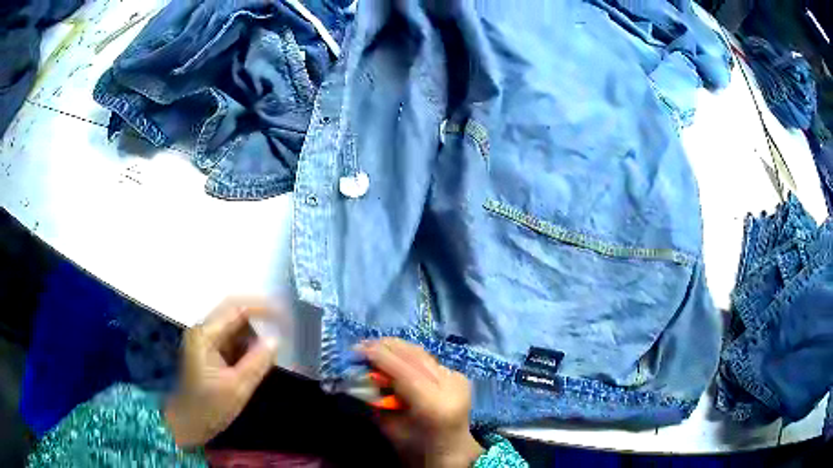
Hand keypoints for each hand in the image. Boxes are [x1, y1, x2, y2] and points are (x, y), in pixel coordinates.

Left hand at [164, 297, 278, 446]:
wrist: (187, 423)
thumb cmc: (209, 407)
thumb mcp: (237, 387)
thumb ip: (257, 362)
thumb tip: (276, 339)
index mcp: (205, 334)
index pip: (236, 308)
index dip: (262, 308)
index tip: (286, 315)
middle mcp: (203, 331)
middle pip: (234, 312)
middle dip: (260, 317)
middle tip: (286, 325)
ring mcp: (205, 341)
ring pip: (234, 326)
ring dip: (255, 332)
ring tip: (277, 340)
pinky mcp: (209, 352)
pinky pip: (232, 340)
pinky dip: (248, 344)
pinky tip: (261, 354)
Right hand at [359, 338, 483, 467]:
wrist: (453, 450)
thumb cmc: (418, 448)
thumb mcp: (390, 428)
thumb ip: (376, 401)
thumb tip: (358, 375)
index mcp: (433, 404)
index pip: (404, 370)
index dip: (379, 356)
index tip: (356, 348)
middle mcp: (450, 386)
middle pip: (414, 356)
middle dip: (385, 346)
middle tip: (361, 345)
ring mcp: (458, 379)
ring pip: (422, 354)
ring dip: (397, 348)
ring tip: (374, 347)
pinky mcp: (459, 376)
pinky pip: (429, 361)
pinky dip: (410, 357)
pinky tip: (395, 359)